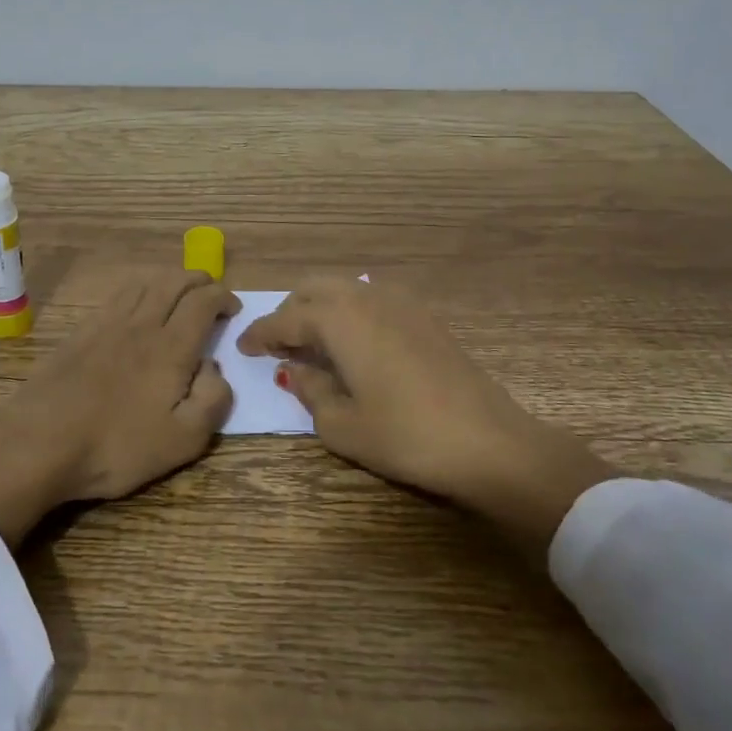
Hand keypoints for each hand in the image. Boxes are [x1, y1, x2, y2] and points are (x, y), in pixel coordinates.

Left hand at [0, 269, 239, 545]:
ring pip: (145, 283)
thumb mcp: (183, 440)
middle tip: (211, 293)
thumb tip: (214, 367)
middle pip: (174, 281)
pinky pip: (117, 296)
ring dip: (169, 279)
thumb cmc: (117, 446)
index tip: (233, 309)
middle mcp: (142, 324)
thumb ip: (212, 399)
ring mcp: (107, 324)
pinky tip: (137, 304)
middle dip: (199, 280)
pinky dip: (138, 289)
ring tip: (178, 293)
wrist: (39, 443)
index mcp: (172, 347)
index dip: (223, 297)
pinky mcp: (81, 332)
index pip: (203, 301)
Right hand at [235, 278, 616, 543]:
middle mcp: (366, 298)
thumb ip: (311, 391)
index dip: (260, 332)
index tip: (243, 346)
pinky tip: (355, 342)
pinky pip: (373, 299)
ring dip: (321, 306)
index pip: (286, 318)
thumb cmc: (405, 436)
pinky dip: (351, 311)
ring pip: (346, 288)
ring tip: (315, 341)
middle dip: (290, 310)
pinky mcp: (426, 317)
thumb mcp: (342, 425)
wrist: (489, 442)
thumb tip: (300, 370)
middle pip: (314, 288)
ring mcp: (401, 303)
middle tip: (279, 343)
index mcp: (339, 319)